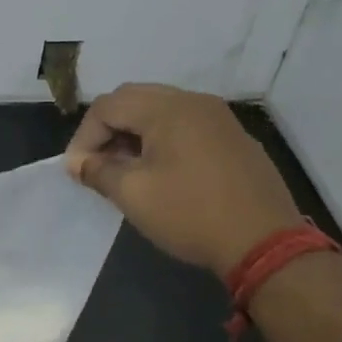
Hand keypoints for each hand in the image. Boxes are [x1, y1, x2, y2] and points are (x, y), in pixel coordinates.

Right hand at [65, 83, 304, 274]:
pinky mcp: (233, 138)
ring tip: (123, 169)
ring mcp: (218, 117)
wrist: (265, 242)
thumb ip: (98, 171)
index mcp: (167, 108)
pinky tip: (159, 172)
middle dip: (107, 130)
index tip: (77, 171)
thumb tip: (78, 163)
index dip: (84, 137)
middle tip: (96, 164)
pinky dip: (161, 139)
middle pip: (134, 99)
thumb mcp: (134, 194)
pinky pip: (185, 125)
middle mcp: (193, 101)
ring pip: (160, 110)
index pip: (107, 106)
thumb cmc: (191, 214)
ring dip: (133, 133)